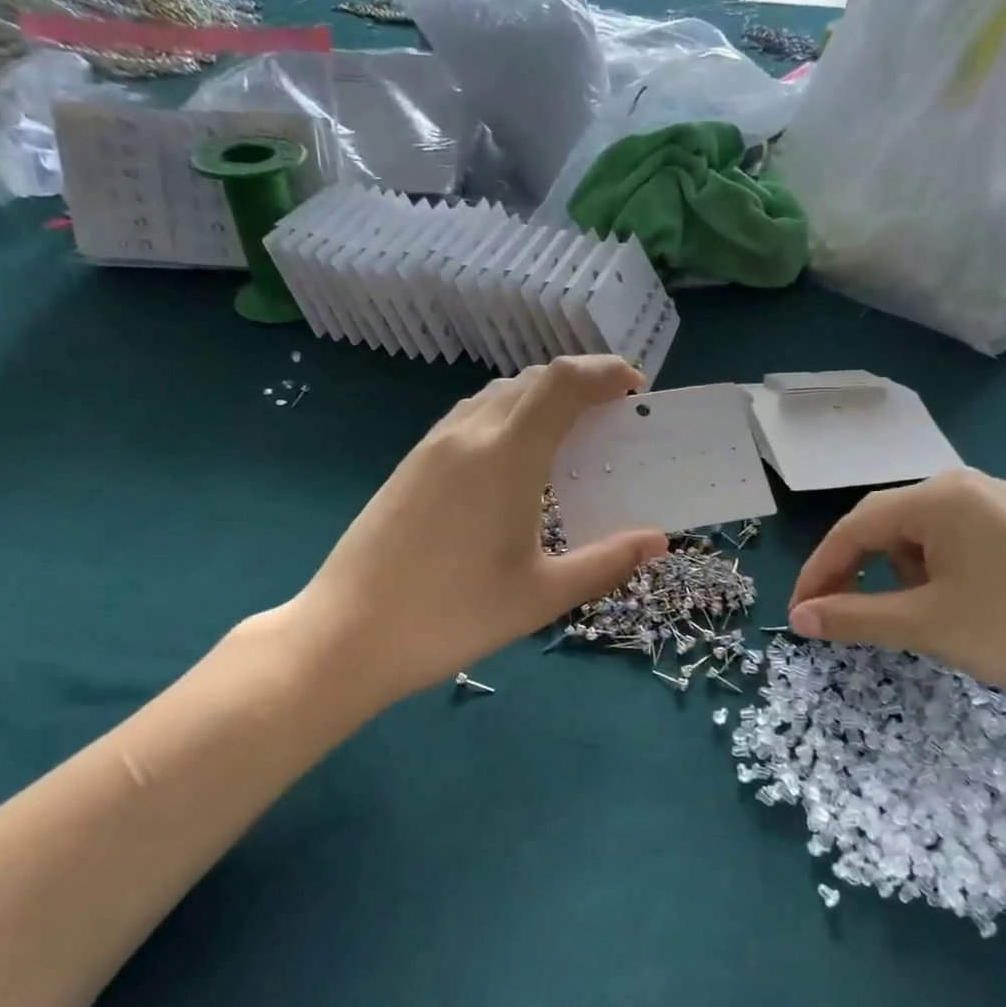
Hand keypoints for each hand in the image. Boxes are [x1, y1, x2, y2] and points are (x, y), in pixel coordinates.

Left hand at [292, 357, 668, 710]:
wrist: (347, 634)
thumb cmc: (453, 617)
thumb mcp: (542, 595)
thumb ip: (606, 562)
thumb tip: (658, 540)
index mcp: (506, 456)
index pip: (563, 383)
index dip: (604, 372)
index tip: (636, 388)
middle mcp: (468, 434)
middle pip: (532, 379)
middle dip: (580, 383)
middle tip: (612, 415)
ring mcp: (433, 446)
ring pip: (497, 394)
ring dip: (541, 397)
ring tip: (570, 433)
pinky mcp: (411, 464)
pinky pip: (470, 416)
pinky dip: (507, 416)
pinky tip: (514, 460)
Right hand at [787, 469, 1005, 727]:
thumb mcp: (927, 625)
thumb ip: (853, 616)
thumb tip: (798, 619)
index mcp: (936, 496)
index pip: (853, 528)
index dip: (818, 572)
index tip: (799, 617)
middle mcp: (963, 487)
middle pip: (882, 526)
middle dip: (853, 573)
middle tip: (834, 619)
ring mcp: (995, 507)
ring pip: (916, 538)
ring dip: (894, 577)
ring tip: (907, 620)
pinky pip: (951, 546)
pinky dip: (931, 577)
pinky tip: (949, 608)